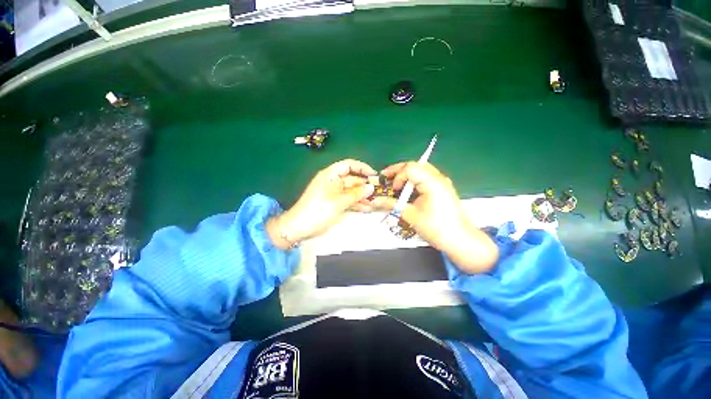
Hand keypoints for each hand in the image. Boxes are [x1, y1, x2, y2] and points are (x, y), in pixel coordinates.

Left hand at [267, 159, 375, 248]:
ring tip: (374, 203)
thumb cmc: (319, 210)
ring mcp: (333, 193)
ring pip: (351, 191)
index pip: (348, 165)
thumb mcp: (339, 201)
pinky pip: (347, 200)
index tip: (374, 175)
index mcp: (330, 175)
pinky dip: (356, 203)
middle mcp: (333, 181)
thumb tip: (371, 187)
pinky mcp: (334, 203)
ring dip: (362, 196)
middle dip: (364, 186)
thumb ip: (356, 193)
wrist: (299, 227)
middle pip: (352, 179)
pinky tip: (366, 208)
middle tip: (378, 193)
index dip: (362, 168)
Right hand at [373, 162, 498, 273]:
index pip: (410, 168)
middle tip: (386, 178)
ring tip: (395, 183)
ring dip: (407, 174)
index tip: (392, 189)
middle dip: (399, 170)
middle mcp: (439, 178)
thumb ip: (391, 205)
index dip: (397, 175)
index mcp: (432, 182)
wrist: (461, 241)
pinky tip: (408, 189)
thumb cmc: (436, 228)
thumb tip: (374, 201)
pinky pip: (426, 177)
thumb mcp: (410, 215)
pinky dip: (414, 180)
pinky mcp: (443, 188)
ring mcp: (442, 182)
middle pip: (415, 165)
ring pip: (421, 170)